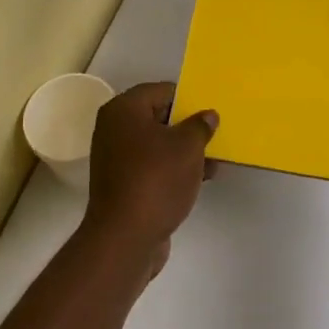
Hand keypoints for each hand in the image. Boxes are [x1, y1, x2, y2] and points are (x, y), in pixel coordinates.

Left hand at [83, 82, 217, 275]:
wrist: (126, 238)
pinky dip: (173, 169)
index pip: (160, 91)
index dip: (187, 99)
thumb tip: (207, 115)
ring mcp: (116, 158)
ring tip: (214, 160)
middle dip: (188, 126)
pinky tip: (200, 179)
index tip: (209, 111)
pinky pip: (152, 166)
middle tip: (215, 134)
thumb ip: (200, 126)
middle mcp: (114, 129)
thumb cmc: (156, 180)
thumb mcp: (187, 147)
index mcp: (124, 110)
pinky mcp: (123, 184)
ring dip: (184, 151)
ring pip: (157, 145)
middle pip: (158, 117)